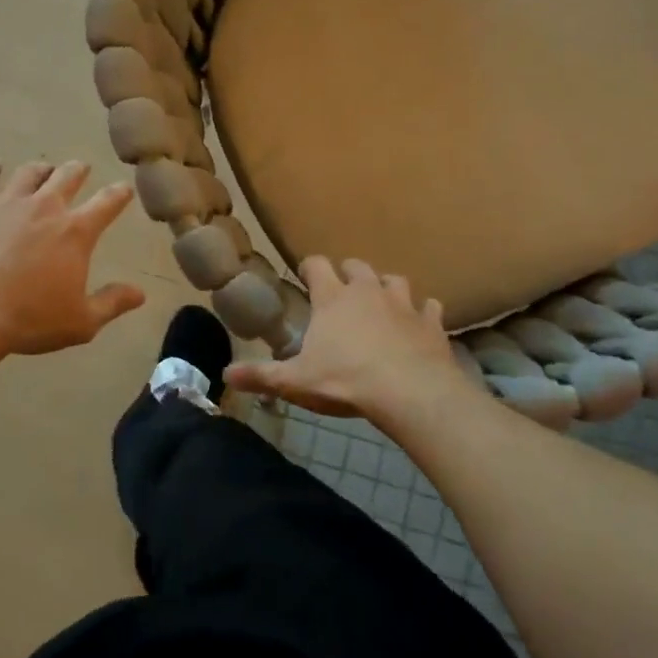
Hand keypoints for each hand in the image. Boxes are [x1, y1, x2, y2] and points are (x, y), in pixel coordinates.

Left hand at [0, 157, 146, 358]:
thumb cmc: (29, 319)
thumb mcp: (81, 322)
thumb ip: (112, 303)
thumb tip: (140, 294)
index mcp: (75, 232)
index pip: (107, 203)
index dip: (119, 194)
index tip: (125, 188)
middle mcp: (44, 209)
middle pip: (66, 177)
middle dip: (78, 171)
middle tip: (82, 168)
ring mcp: (7, 205)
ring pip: (28, 174)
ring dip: (41, 169)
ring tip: (44, 167)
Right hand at [225, 256, 468, 422]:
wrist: (411, 392)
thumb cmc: (346, 381)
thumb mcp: (296, 382)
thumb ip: (261, 376)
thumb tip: (225, 374)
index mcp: (333, 299)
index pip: (317, 265)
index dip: (309, 267)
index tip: (306, 276)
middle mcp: (368, 291)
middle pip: (357, 266)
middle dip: (348, 273)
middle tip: (342, 290)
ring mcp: (403, 304)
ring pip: (395, 280)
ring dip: (387, 287)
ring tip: (382, 301)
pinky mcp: (431, 323)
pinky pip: (430, 308)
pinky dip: (424, 313)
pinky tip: (421, 323)